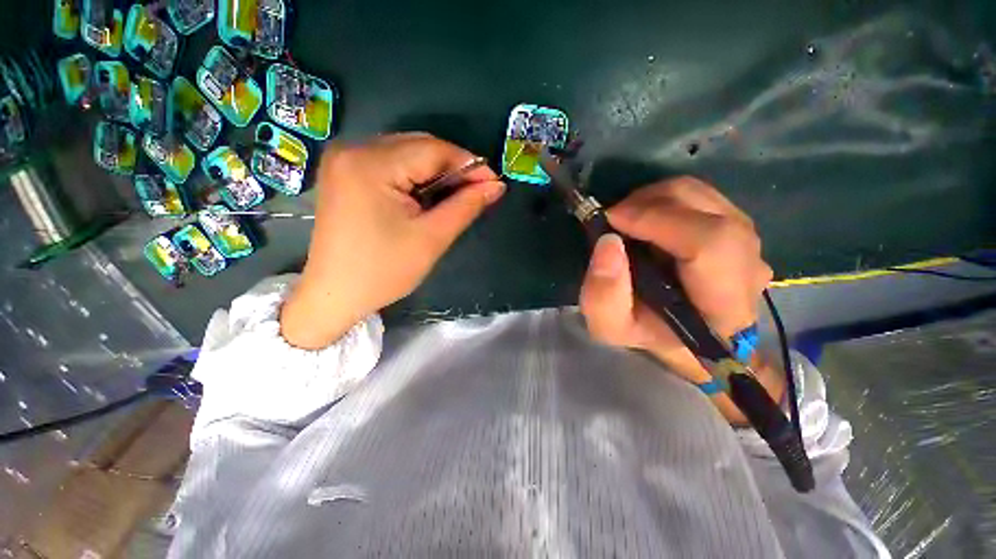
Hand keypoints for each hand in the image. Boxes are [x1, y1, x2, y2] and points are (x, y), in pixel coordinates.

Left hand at [281, 133, 505, 348]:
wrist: (334, 294)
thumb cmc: (384, 271)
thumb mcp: (432, 238)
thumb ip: (466, 206)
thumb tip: (497, 186)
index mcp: (371, 164)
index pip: (434, 150)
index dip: (469, 164)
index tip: (494, 183)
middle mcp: (353, 149)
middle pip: (419, 146)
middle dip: (453, 167)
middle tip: (477, 191)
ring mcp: (345, 159)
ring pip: (407, 152)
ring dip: (436, 172)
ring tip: (456, 195)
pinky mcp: (345, 172)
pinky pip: (391, 162)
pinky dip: (416, 176)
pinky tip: (428, 195)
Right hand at [579, 177, 772, 387]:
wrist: (681, 334)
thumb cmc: (647, 333)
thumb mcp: (610, 326)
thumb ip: (603, 294)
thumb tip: (608, 241)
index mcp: (724, 306)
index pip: (709, 242)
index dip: (658, 220)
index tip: (612, 218)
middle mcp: (749, 269)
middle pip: (708, 211)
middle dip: (651, 204)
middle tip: (614, 218)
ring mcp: (750, 244)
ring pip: (705, 197)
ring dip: (656, 200)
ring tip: (627, 219)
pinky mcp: (739, 229)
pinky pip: (703, 198)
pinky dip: (667, 200)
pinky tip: (646, 219)